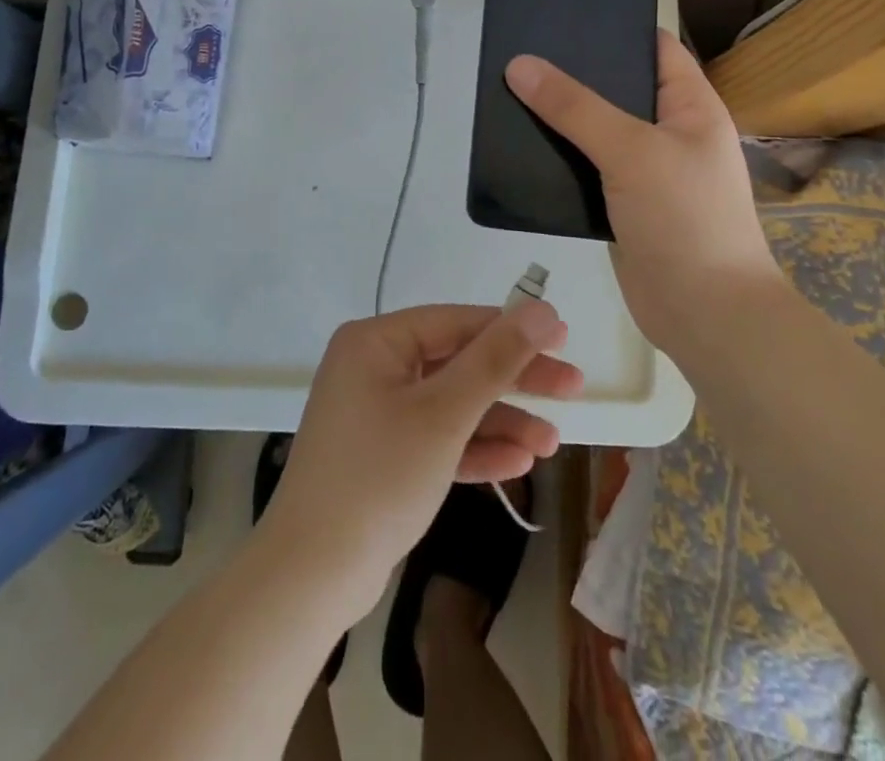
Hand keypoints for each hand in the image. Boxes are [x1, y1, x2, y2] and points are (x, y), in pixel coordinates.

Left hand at [260, 302, 581, 618]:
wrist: (312, 576)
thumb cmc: (379, 477)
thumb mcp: (445, 414)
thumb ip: (495, 359)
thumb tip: (541, 309)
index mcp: (376, 342)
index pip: (456, 322)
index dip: (512, 329)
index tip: (564, 339)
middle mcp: (373, 367)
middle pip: (457, 362)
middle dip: (514, 380)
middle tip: (572, 388)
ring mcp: (376, 412)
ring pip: (451, 404)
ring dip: (500, 421)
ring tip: (551, 443)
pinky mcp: (383, 454)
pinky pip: (436, 438)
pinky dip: (473, 448)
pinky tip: (518, 462)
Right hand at [504, 29, 780, 357]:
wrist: (705, 315)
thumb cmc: (685, 218)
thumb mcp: (631, 151)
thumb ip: (575, 107)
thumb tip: (520, 64)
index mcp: (692, 107)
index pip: (656, 49)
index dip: (617, 29)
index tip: (565, 15)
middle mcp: (671, 133)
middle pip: (620, 89)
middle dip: (576, 74)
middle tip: (522, 54)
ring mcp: (647, 172)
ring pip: (598, 131)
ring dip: (563, 118)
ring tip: (512, 92)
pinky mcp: (623, 205)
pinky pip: (588, 169)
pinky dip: (560, 158)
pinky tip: (522, 146)